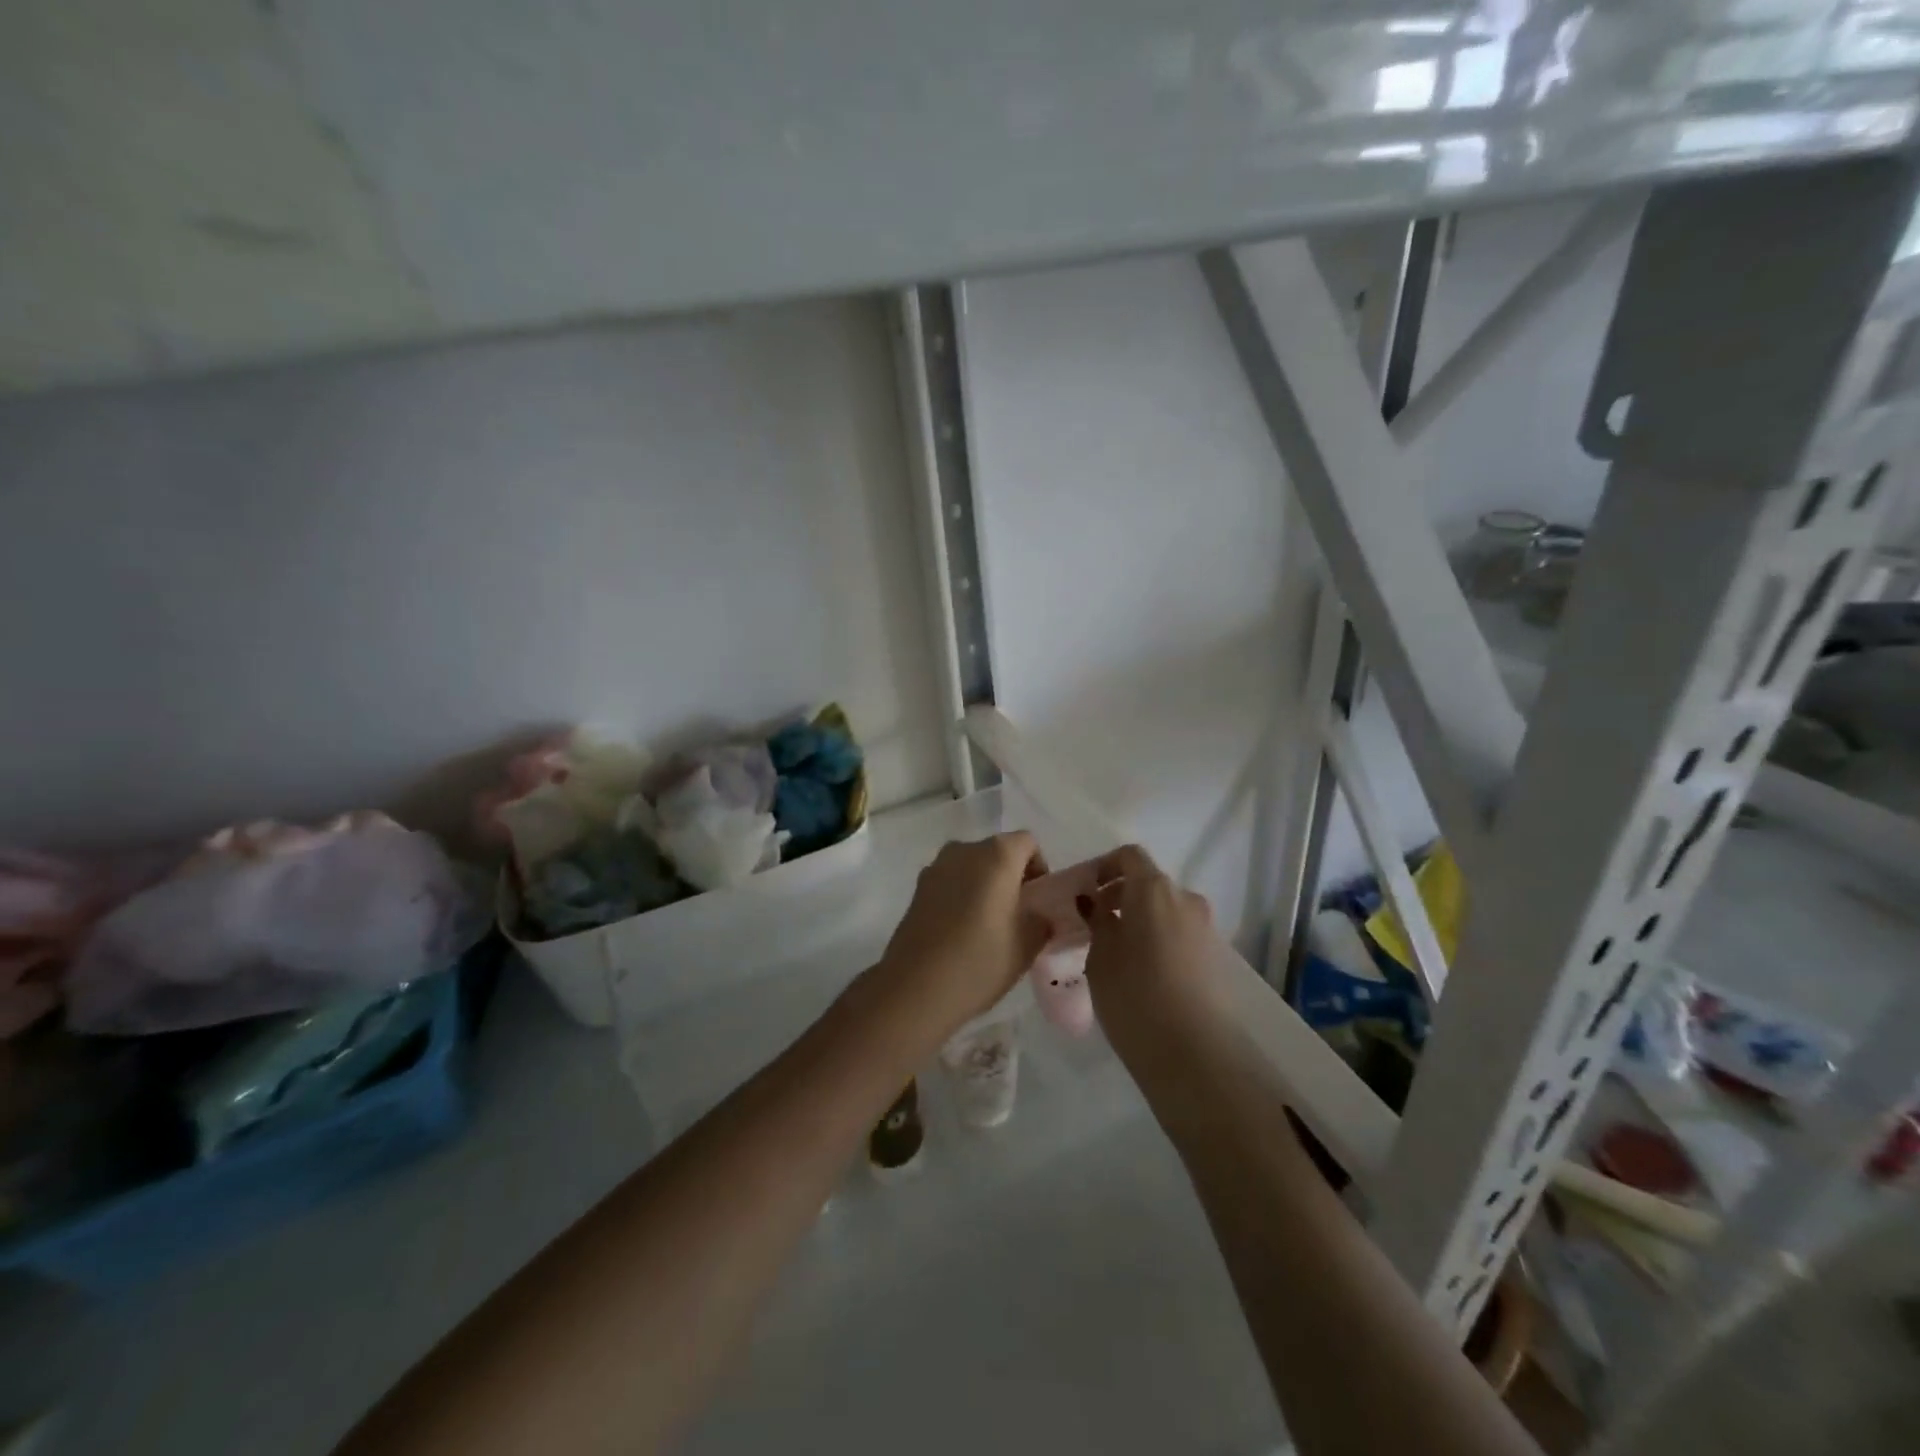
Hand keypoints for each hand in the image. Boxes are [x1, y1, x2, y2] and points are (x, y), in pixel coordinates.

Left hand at [868, 832, 1048, 1043]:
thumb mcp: (1027, 946)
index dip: (1038, 868)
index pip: (1028, 844)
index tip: (1038, 901)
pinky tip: (961, 932)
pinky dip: (961, 896)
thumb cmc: (980, 961)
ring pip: (971, 867)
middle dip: (1010, 877)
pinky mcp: (917, 888)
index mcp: (997, 855)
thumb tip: (1039, 916)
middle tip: (1017, 915)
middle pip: (997, 852)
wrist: (915, 987)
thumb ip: (1041, 922)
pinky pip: (950, 882)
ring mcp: (936, 867)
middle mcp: (965, 850)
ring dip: (984, 886)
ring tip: (988, 925)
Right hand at [1079, 844, 1220, 1060]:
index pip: (1129, 856)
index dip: (1104, 867)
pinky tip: (1142, 973)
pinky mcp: (1215, 958)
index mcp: (1154, 888)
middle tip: (1095, 925)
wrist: (1194, 1053)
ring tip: (1117, 953)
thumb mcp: (1100, 955)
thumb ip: (1097, 920)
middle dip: (1121, 897)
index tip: (1085, 892)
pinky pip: (1179, 935)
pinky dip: (1158, 940)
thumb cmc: (1134, 994)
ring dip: (1141, 920)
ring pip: (1165, 911)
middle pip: (1149, 883)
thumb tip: (1096, 903)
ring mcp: (1205, 928)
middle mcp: (1185, 898)